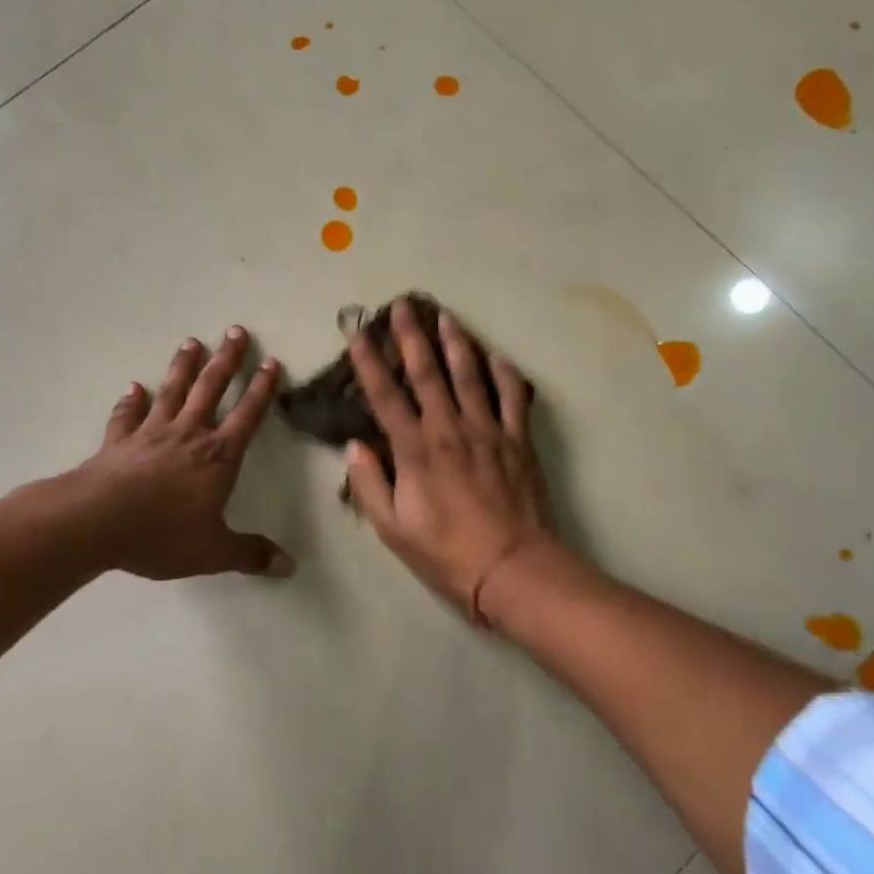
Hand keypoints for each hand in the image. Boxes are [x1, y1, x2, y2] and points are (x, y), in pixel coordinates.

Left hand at [75, 327, 293, 580]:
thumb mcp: (213, 551)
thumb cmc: (162, 534)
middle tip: (235, 331)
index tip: (271, 362)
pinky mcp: (119, 442)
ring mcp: (150, 434)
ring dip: (183, 366)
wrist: (96, 523)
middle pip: (211, 389)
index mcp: (217, 456)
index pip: (247, 415)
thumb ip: (250, 555)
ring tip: (191, 341)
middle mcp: (187, 435)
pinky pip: (127, 416)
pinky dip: (131, 401)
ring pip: (172, 392)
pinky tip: (134, 388)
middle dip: (226, 360)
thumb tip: (290, 567)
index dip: (262, 389)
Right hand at [345, 299, 558, 623]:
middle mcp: (449, 429)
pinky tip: (498, 356)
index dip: (369, 363)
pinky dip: (506, 374)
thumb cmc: (446, 553)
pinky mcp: (518, 440)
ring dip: (456, 342)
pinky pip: (513, 398)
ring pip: (470, 375)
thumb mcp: (393, 529)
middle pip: (427, 373)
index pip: (386, 397)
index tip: (358, 334)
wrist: (513, 568)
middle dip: (412, 336)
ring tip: (446, 316)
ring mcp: (487, 431)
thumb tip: (356, 446)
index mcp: (415, 450)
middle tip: (404, 305)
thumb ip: (370, 485)